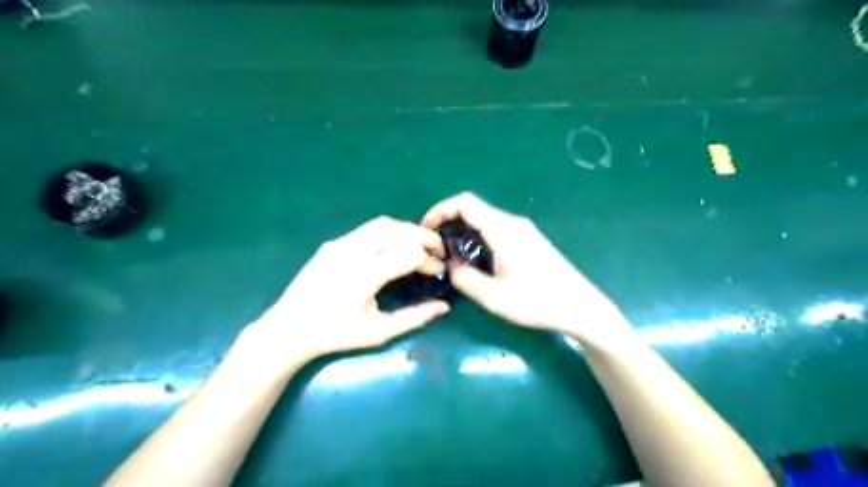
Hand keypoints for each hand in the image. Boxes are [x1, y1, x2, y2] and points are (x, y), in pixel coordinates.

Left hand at [243, 214, 446, 364]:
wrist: (288, 328)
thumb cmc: (335, 335)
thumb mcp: (378, 332)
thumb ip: (414, 318)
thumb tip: (444, 307)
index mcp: (365, 275)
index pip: (410, 254)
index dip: (430, 261)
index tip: (438, 273)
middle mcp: (353, 251)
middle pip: (401, 230)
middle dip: (426, 237)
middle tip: (438, 252)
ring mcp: (341, 243)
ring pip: (384, 223)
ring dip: (407, 230)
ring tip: (418, 245)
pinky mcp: (333, 242)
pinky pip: (367, 229)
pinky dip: (389, 232)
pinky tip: (392, 247)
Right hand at [420, 192, 632, 346]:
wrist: (580, 307)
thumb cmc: (540, 302)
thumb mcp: (496, 298)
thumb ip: (466, 279)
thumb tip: (450, 266)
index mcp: (504, 230)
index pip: (466, 203)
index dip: (441, 209)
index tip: (426, 228)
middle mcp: (513, 223)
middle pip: (474, 209)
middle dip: (449, 221)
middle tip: (434, 245)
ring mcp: (523, 230)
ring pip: (484, 219)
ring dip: (463, 230)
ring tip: (449, 253)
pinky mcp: (528, 240)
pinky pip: (495, 229)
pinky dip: (477, 236)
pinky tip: (473, 258)